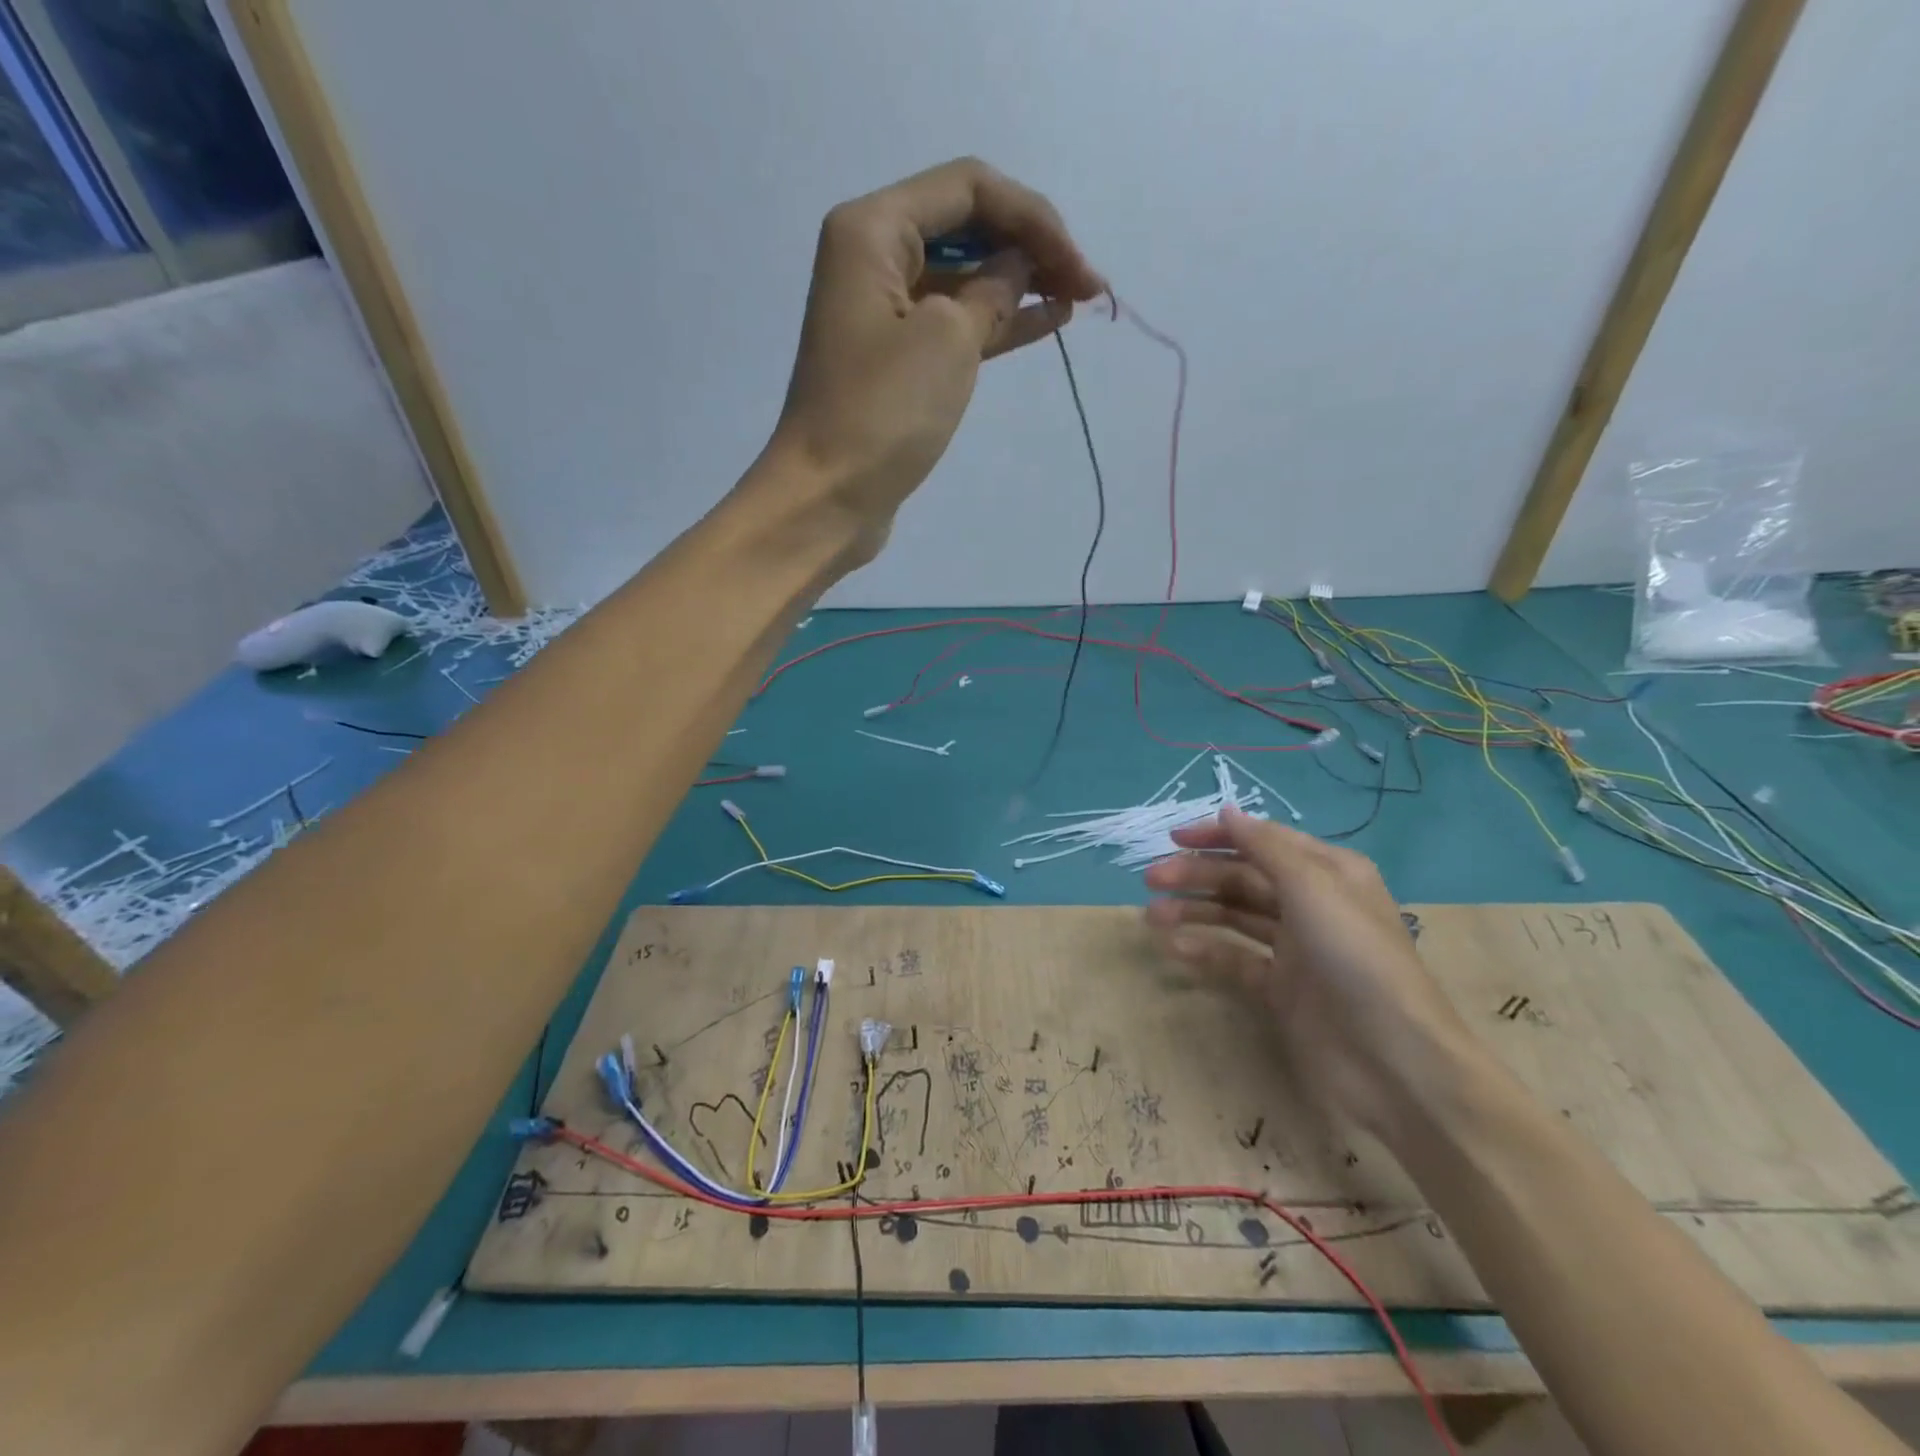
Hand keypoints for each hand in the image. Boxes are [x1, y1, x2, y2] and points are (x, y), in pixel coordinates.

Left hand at [760, 158, 1105, 564]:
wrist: (829, 497)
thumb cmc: (882, 411)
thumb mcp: (948, 338)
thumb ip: (994, 289)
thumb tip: (1017, 267)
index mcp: (873, 230)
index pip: (968, 189)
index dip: (1032, 218)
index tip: (1077, 267)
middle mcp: (874, 259)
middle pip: (967, 228)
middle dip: (1030, 248)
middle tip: (1087, 285)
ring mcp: (886, 314)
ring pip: (966, 279)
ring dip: (1021, 285)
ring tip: (1078, 301)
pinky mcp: (898, 362)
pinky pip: (956, 325)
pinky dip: (999, 322)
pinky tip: (1047, 322)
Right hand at [1144, 805, 1488, 1147]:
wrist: (1393, 1061)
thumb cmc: (1354, 958)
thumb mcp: (1313, 887)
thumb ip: (1266, 846)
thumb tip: (1227, 811)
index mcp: (1328, 873)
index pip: (1264, 841)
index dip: (1218, 835)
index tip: (1173, 838)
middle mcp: (1311, 905)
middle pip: (1243, 878)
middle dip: (1198, 875)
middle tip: (1151, 880)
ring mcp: (1296, 949)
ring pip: (1235, 917)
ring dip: (1194, 911)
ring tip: (1152, 917)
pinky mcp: (1282, 990)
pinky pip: (1235, 960)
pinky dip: (1205, 951)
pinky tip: (1174, 948)